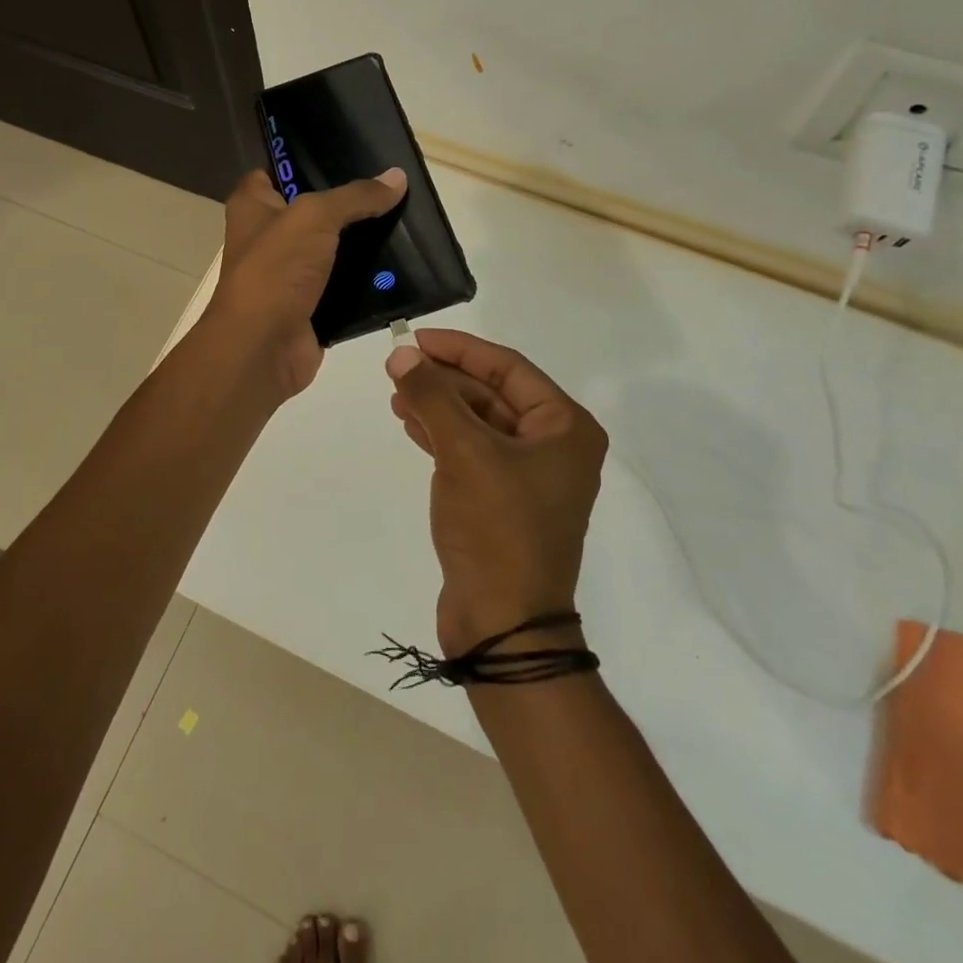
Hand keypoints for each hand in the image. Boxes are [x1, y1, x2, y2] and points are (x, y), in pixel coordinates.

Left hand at [207, 167, 407, 399]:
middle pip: (315, 210)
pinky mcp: (312, 304)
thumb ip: (356, 196)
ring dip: (366, 242)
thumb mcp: (314, 217)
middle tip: (394, 187)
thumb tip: (397, 177)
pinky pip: (347, 285)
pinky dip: (369, 280)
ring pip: (335, 249)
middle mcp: (269, 236)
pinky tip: (404, 266)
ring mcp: (291, 273)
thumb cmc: (275, 270)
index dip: (309, 160)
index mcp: (254, 205)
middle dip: (351, 202)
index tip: (351, 151)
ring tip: (410, 223)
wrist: (263, 348)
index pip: (278, 170)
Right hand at [385, 329, 607, 655]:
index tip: (416, 338)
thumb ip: (432, 396)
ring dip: (439, 405)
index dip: (460, 349)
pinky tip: (411, 423)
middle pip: (493, 393)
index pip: (508, 367)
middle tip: (399, 367)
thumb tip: (401, 353)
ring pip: (479, 422)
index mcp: (565, 427)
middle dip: (445, 379)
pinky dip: (442, 435)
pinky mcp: (504, 500)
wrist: (503, 624)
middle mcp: (554, 446)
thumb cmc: (497, 528)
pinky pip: (473, 451)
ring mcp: (530, 475)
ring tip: (397, 394)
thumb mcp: (464, 452)